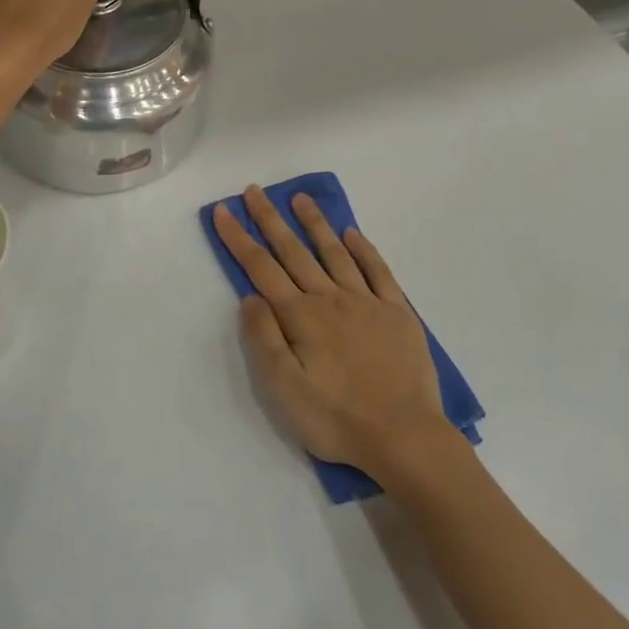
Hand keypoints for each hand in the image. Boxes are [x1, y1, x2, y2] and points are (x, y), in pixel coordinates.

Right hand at [213, 187, 454, 482]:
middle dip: (270, 220)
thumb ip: (264, 339)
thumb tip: (250, 297)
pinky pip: (378, 271)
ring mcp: (367, 302)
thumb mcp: (285, 389)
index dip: (239, 238)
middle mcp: (331, 299)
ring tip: (300, 198)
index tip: (223, 211)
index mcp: (301, 316)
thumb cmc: (337, 418)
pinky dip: (364, 250)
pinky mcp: (397, 313)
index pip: (261, 269)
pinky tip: (353, 234)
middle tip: (255, 191)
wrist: (405, 437)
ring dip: (315, 223)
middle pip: (294, 251)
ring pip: (335, 253)